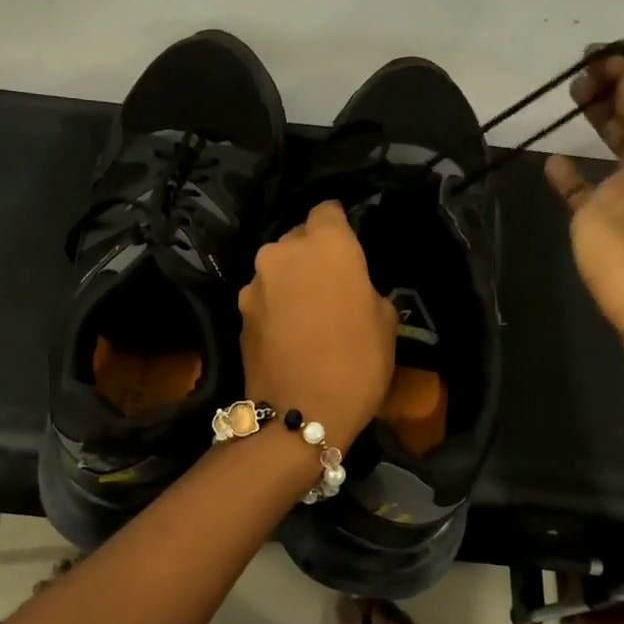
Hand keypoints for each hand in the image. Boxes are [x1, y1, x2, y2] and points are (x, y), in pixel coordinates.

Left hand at [239, 201, 398, 443]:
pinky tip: (287, 334)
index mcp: (326, 243)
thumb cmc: (357, 363)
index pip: (327, 210)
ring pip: (277, 269)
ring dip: (290, 281)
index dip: (338, 227)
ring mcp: (255, 282)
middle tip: (330, 286)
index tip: (348, 249)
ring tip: (306, 315)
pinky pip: (263, 296)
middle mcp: (283, 252)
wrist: (301, 413)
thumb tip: (352, 287)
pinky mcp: (239, 312)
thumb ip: (365, 287)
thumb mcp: (385, 321)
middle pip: (297, 239)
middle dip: (312, 255)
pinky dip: (274, 306)